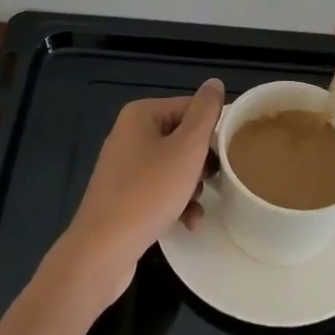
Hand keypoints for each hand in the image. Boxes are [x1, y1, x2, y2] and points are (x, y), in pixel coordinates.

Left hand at [56, 79, 224, 305]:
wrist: (103, 250)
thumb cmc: (149, 192)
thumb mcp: (187, 149)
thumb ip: (205, 113)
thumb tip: (214, 83)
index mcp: (142, 114)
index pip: (191, 108)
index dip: (213, 130)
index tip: (231, 153)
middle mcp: (130, 133)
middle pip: (182, 137)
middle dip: (202, 162)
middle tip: (217, 180)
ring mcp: (124, 166)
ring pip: (173, 166)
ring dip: (192, 185)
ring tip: (200, 205)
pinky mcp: (123, 195)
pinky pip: (159, 188)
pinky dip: (176, 202)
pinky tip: (188, 222)